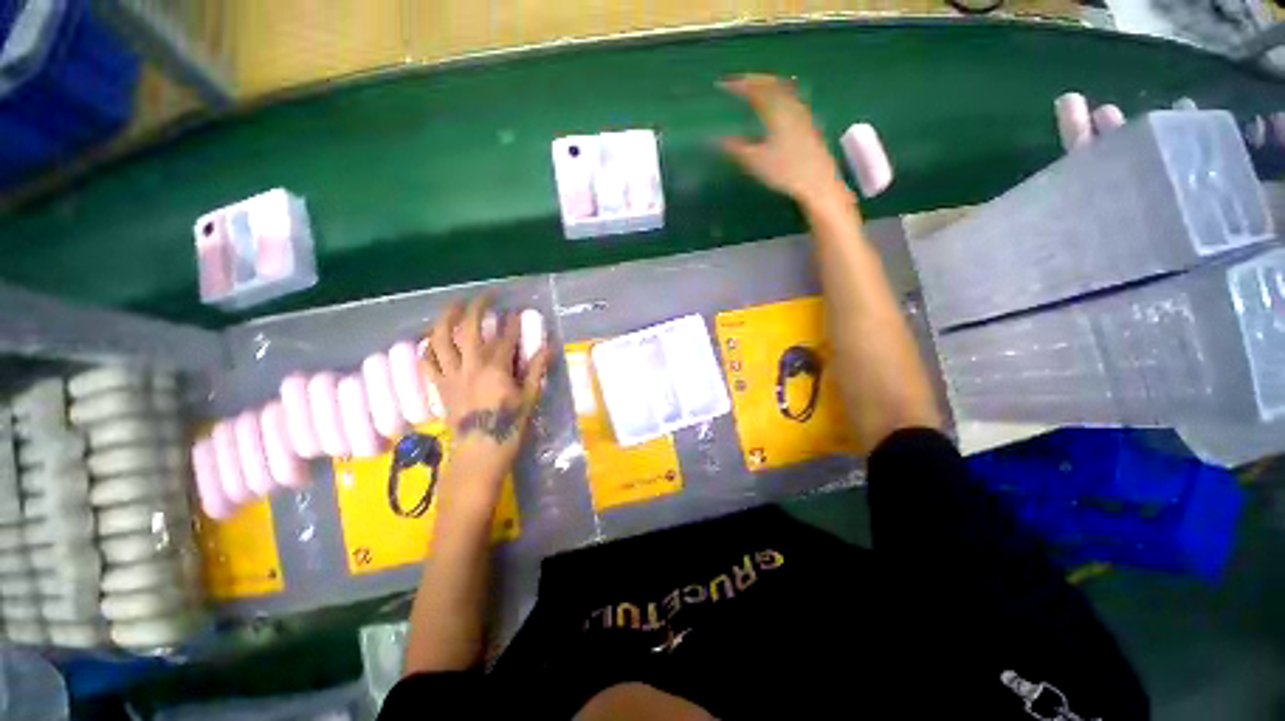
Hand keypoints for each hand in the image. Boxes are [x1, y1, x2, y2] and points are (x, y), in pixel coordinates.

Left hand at [422, 295, 550, 477]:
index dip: (512, 324)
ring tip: (453, 306)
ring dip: (445, 319)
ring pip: (440, 340)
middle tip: (485, 296)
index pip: (504, 338)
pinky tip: (433, 339)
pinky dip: (429, 348)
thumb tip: (547, 347)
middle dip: (476, 308)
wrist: (480, 453)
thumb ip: (535, 370)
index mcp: (495, 369)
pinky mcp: (440, 386)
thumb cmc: (509, 426)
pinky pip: (428, 362)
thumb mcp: (529, 398)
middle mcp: (469, 366)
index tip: (517, 312)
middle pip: (467, 329)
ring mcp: (451, 375)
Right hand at [719, 74, 853, 212]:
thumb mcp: (755, 162)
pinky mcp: (808, 123)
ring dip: (767, 85)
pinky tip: (775, 105)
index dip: (737, 85)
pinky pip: (790, 99)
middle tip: (738, 82)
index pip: (755, 89)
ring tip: (755, 89)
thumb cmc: (784, 172)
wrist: (817, 182)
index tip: (722, 84)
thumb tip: (717, 138)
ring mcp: (802, 112)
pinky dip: (777, 95)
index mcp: (776, 110)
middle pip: (771, 83)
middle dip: (753, 80)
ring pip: (783, 89)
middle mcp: (790, 105)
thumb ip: (736, 147)